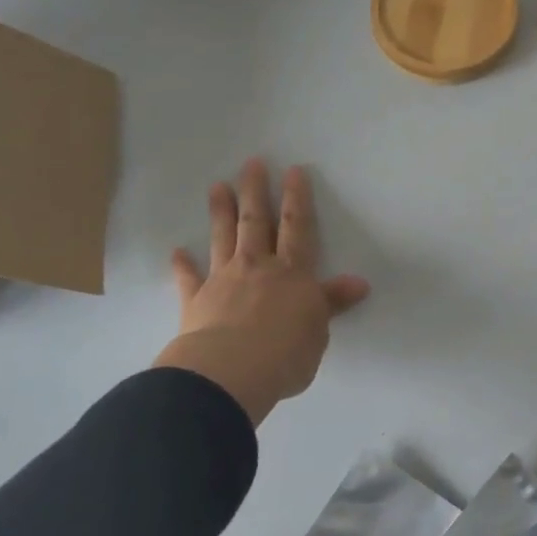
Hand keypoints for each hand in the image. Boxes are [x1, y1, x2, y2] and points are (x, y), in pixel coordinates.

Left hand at [155, 160, 370, 424]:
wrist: (230, 372)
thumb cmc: (285, 353)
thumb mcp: (319, 330)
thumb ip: (331, 303)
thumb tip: (359, 284)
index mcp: (292, 273)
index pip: (297, 227)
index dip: (297, 199)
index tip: (293, 171)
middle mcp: (257, 267)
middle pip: (256, 222)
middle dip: (256, 191)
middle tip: (251, 163)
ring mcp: (223, 280)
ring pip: (223, 238)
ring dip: (220, 212)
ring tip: (217, 186)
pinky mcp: (196, 301)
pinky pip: (188, 279)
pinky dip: (183, 265)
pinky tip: (177, 251)